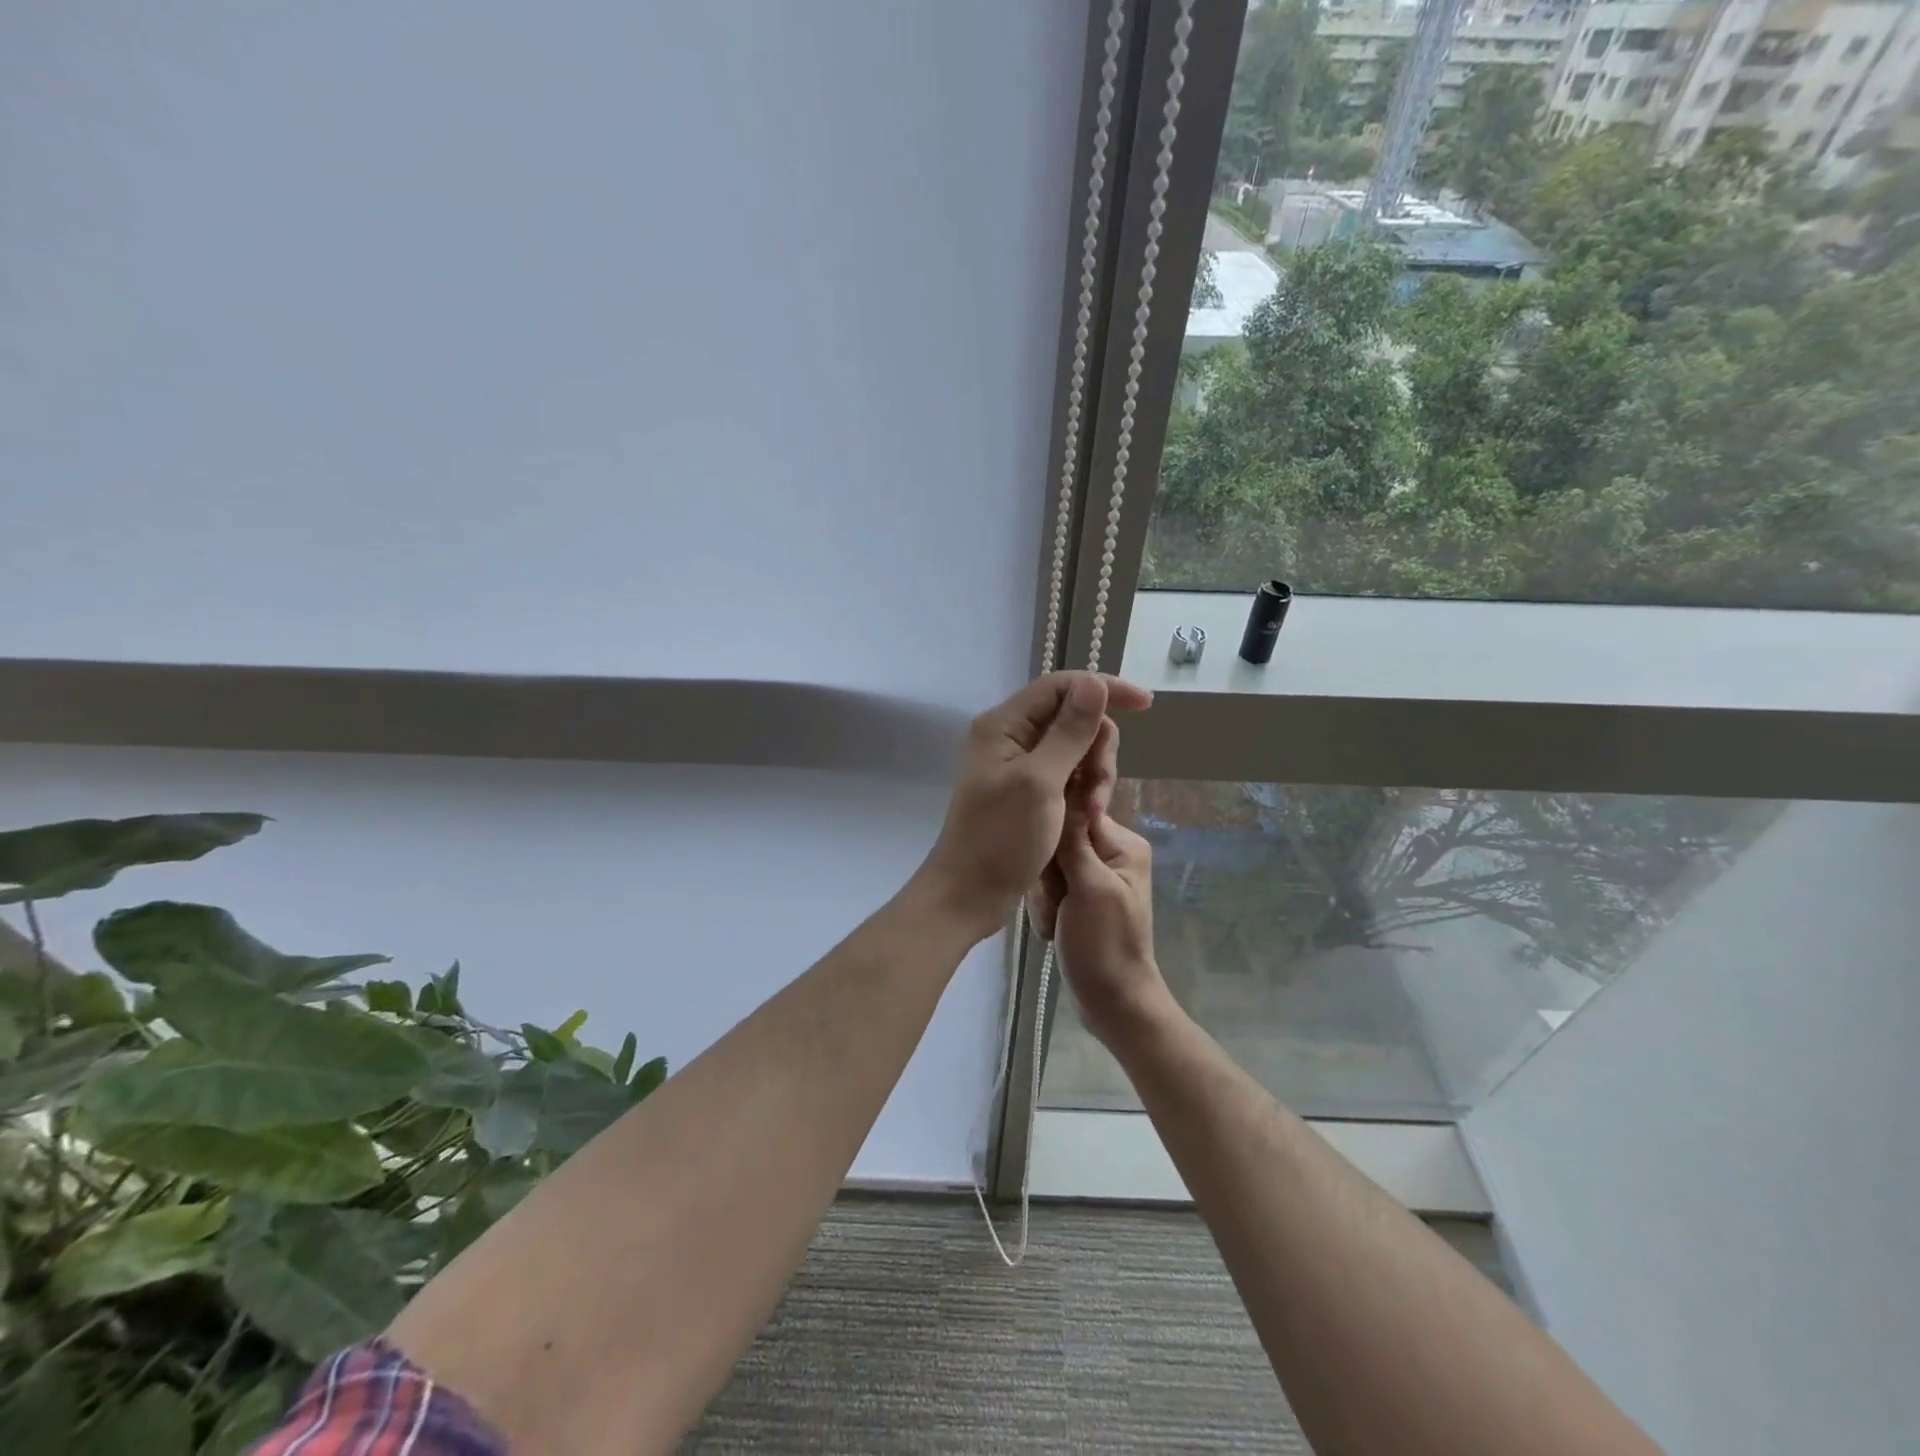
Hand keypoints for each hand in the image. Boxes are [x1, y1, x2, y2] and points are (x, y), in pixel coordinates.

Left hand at [917, 672, 1150, 939]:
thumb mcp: (1040, 782)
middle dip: (1097, 748)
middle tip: (1099, 790)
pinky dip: (1081, 791)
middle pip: (1072, 717)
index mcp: (1004, 725)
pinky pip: (1066, 775)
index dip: (1105, 689)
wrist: (968, 894)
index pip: (1061, 685)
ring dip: (1093, 775)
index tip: (1146, 705)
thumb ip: (1069, 732)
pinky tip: (1085, 817)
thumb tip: (1095, 683)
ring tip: (1091, 812)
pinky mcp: (1027, 790)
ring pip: (1075, 748)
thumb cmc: (1000, 839)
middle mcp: (1009, 736)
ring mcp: (1018, 765)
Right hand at [1036, 811, 1172, 1050]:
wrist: (1112, 1002)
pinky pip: (1048, 889)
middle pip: (1057, 842)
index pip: (1073, 814)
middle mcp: (1109, 854)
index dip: (1053, 840)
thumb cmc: (1105, 943)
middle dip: (1047, 876)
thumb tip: (1065, 788)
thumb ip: (1074, 840)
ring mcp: (1092, 878)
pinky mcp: (1078, 899)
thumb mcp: (1090, 887)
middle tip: (1057, 904)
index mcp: (1122, 844)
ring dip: (1044, 897)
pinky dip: (1045, 910)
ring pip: (1047, 867)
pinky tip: (1053, 931)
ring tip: (1056, 922)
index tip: (1052, 870)